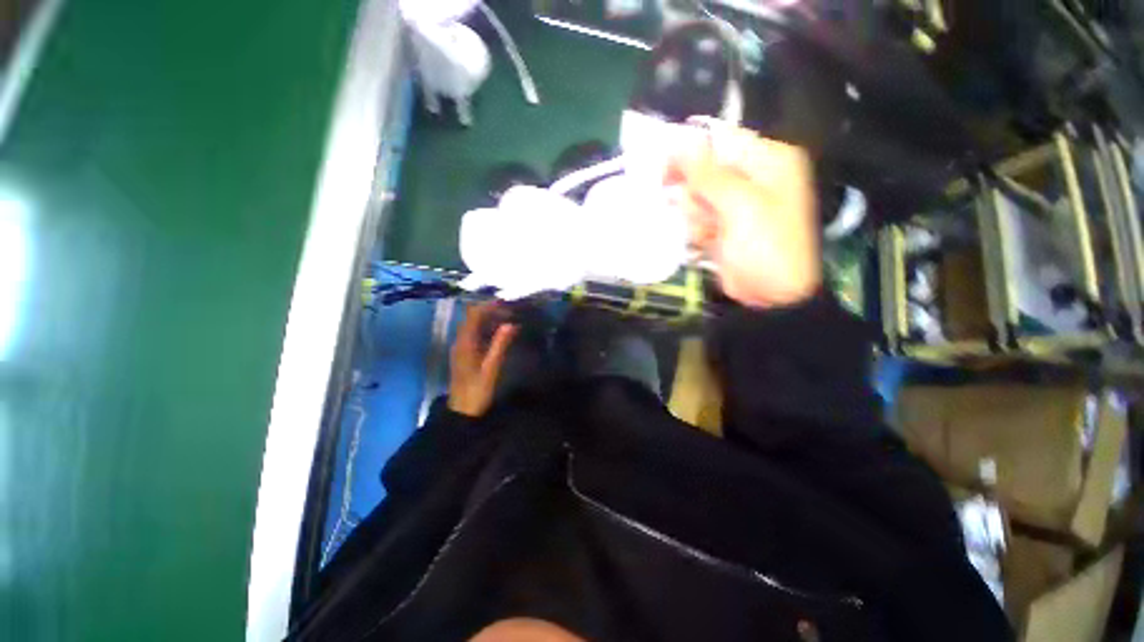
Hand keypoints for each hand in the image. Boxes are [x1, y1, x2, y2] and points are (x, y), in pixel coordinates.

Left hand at [448, 302, 518, 416]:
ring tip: (510, 319)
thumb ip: (500, 344)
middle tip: (512, 311)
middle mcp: (461, 340)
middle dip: (492, 310)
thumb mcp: (491, 368)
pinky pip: (476, 334)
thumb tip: (511, 324)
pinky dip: (488, 329)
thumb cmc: (477, 390)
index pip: (474, 314)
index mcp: (465, 342)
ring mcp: (462, 347)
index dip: (490, 305)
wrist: (462, 411)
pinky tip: (501, 333)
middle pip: (473, 317)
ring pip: (475, 325)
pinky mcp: (465, 353)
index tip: (507, 303)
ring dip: (490, 319)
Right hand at [667, 124, 819, 307]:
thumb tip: (679, 144)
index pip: (721, 141)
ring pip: (696, 196)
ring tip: (708, 232)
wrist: (772, 294)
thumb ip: (708, 174)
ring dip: (695, 214)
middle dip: (695, 192)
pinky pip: (697, 216)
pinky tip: (707, 241)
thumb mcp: (740, 205)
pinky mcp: (722, 224)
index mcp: (768, 161)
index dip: (690, 152)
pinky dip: (697, 229)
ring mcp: (735, 203)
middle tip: (697, 211)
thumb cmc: (765, 245)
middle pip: (705, 170)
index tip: (665, 170)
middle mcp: (752, 177)